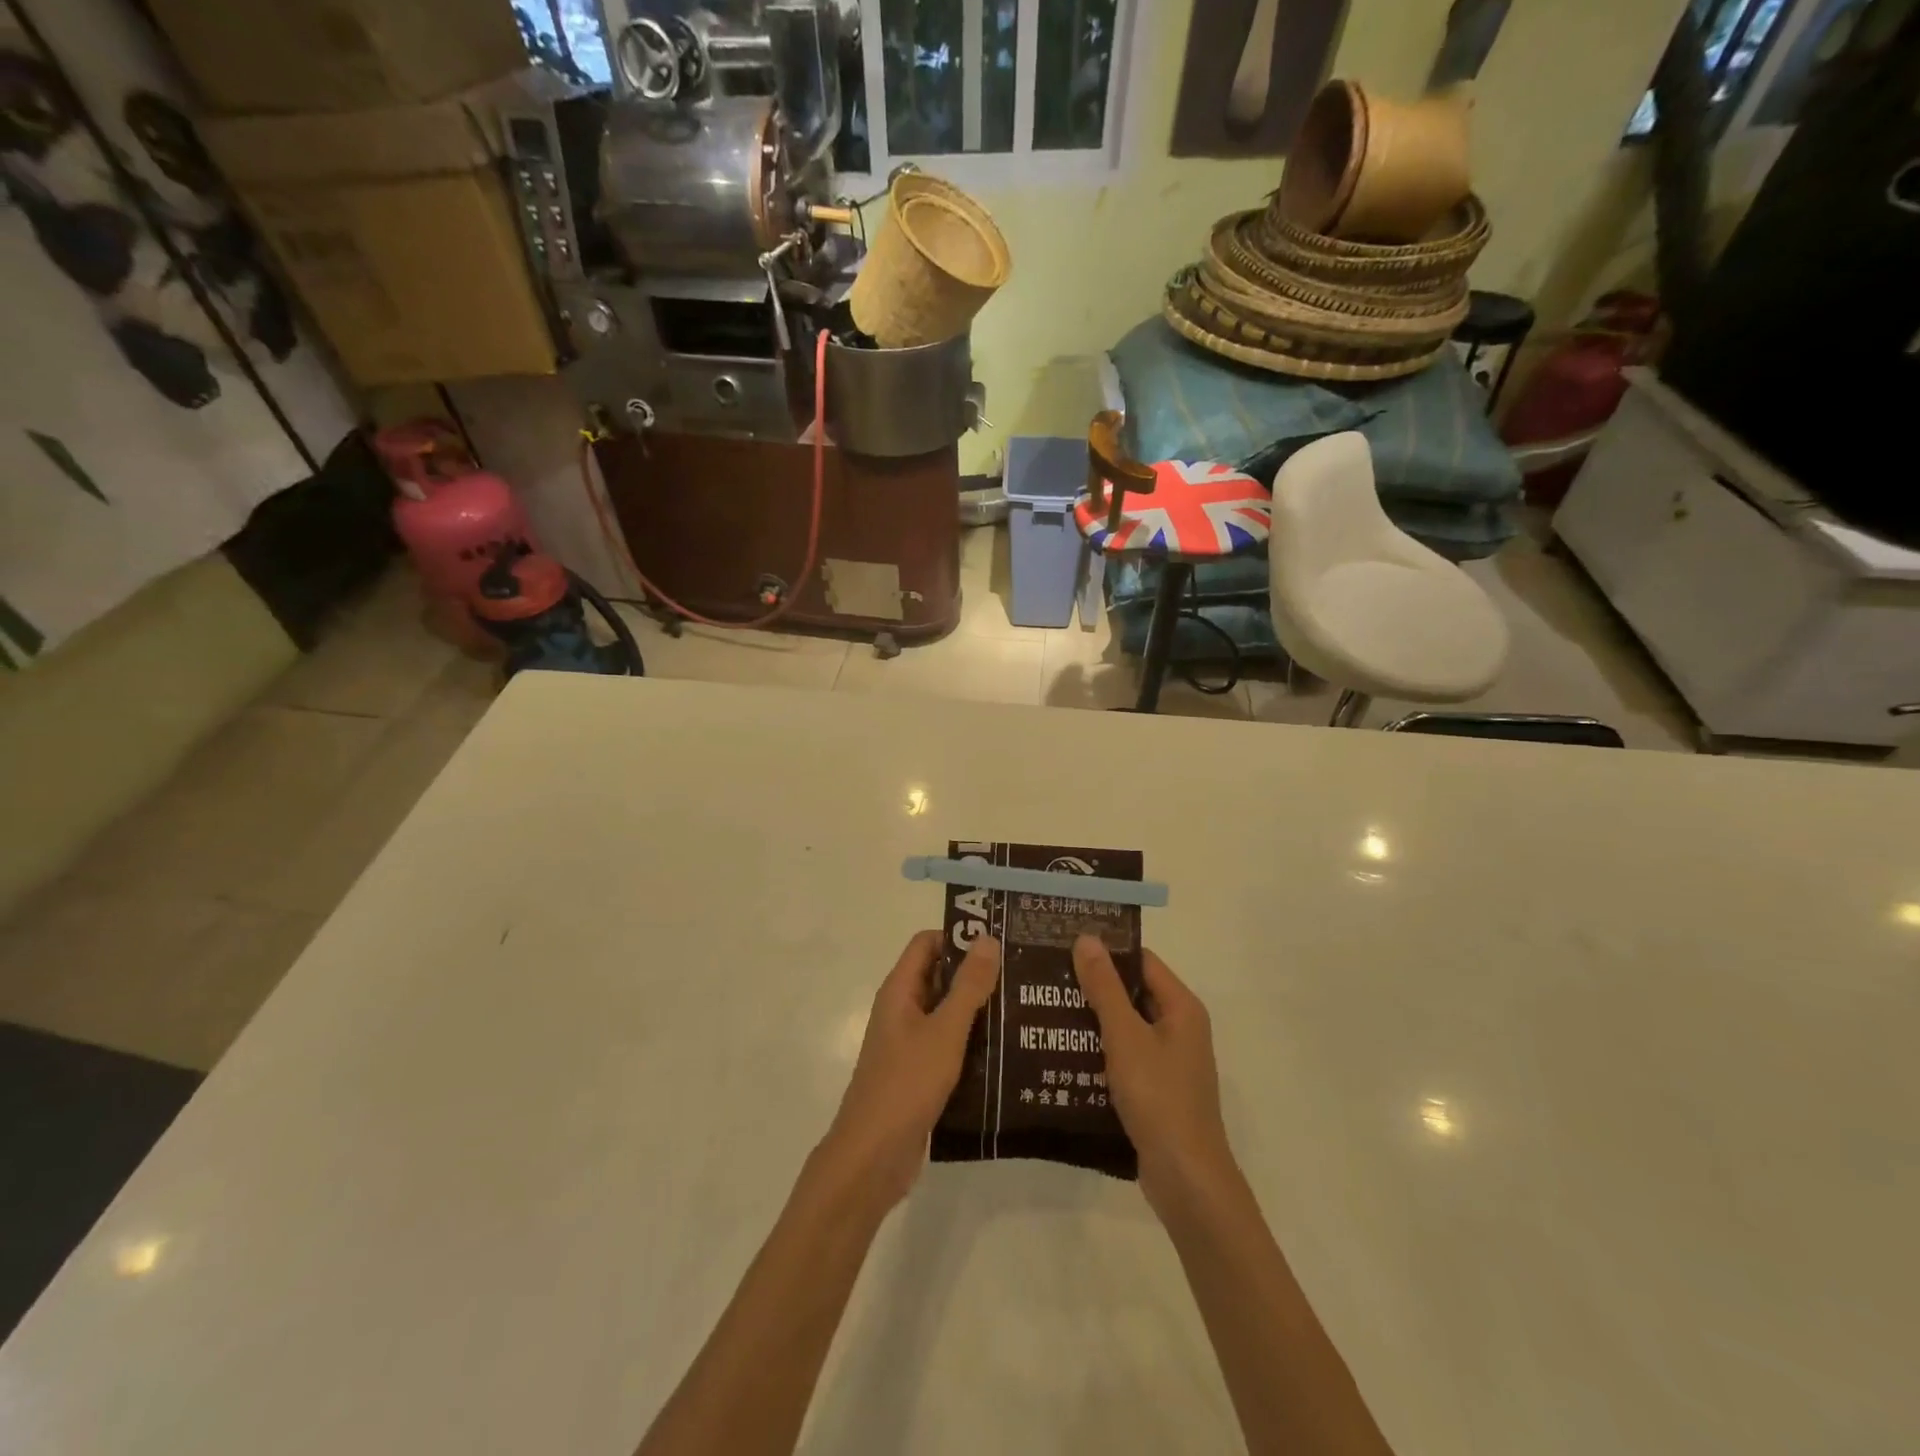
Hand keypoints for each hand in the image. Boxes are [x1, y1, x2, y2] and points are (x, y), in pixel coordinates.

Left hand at [821, 930, 1000, 1209]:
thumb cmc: (906, 1084)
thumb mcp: (944, 1031)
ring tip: (1024, 1008)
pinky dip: (973, 1043)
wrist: (872, 1158)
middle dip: (976, 974)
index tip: (1000, 940)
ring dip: (978, 1010)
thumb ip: (968, 986)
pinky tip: (1008, 1052)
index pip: (927, 943)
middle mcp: (902, 1011)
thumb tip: (987, 938)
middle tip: (1022, 973)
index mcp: (900, 991)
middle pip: (940, 976)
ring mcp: (909, 1044)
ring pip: (947, 1014)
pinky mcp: (919, 1074)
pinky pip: (949, 1046)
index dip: (959, 936)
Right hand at [1071, 935, 1236, 1220]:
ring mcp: (1169, 1061)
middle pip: (1133, 992)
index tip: (1065, 945)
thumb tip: (1087, 938)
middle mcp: (1180, 1028)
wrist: (1186, 1180)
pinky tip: (1064, 1054)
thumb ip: (1105, 987)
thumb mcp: (1125, 1036)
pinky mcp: (1156, 1090)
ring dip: (1092, 1020)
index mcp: (1181, 1007)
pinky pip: (1125, 1057)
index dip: (1106, 951)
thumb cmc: (1159, 1097)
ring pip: (1125, 1027)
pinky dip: (1099, 1051)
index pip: (1141, 961)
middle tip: (1047, 977)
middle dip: (1093, 986)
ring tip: (1046, 1011)